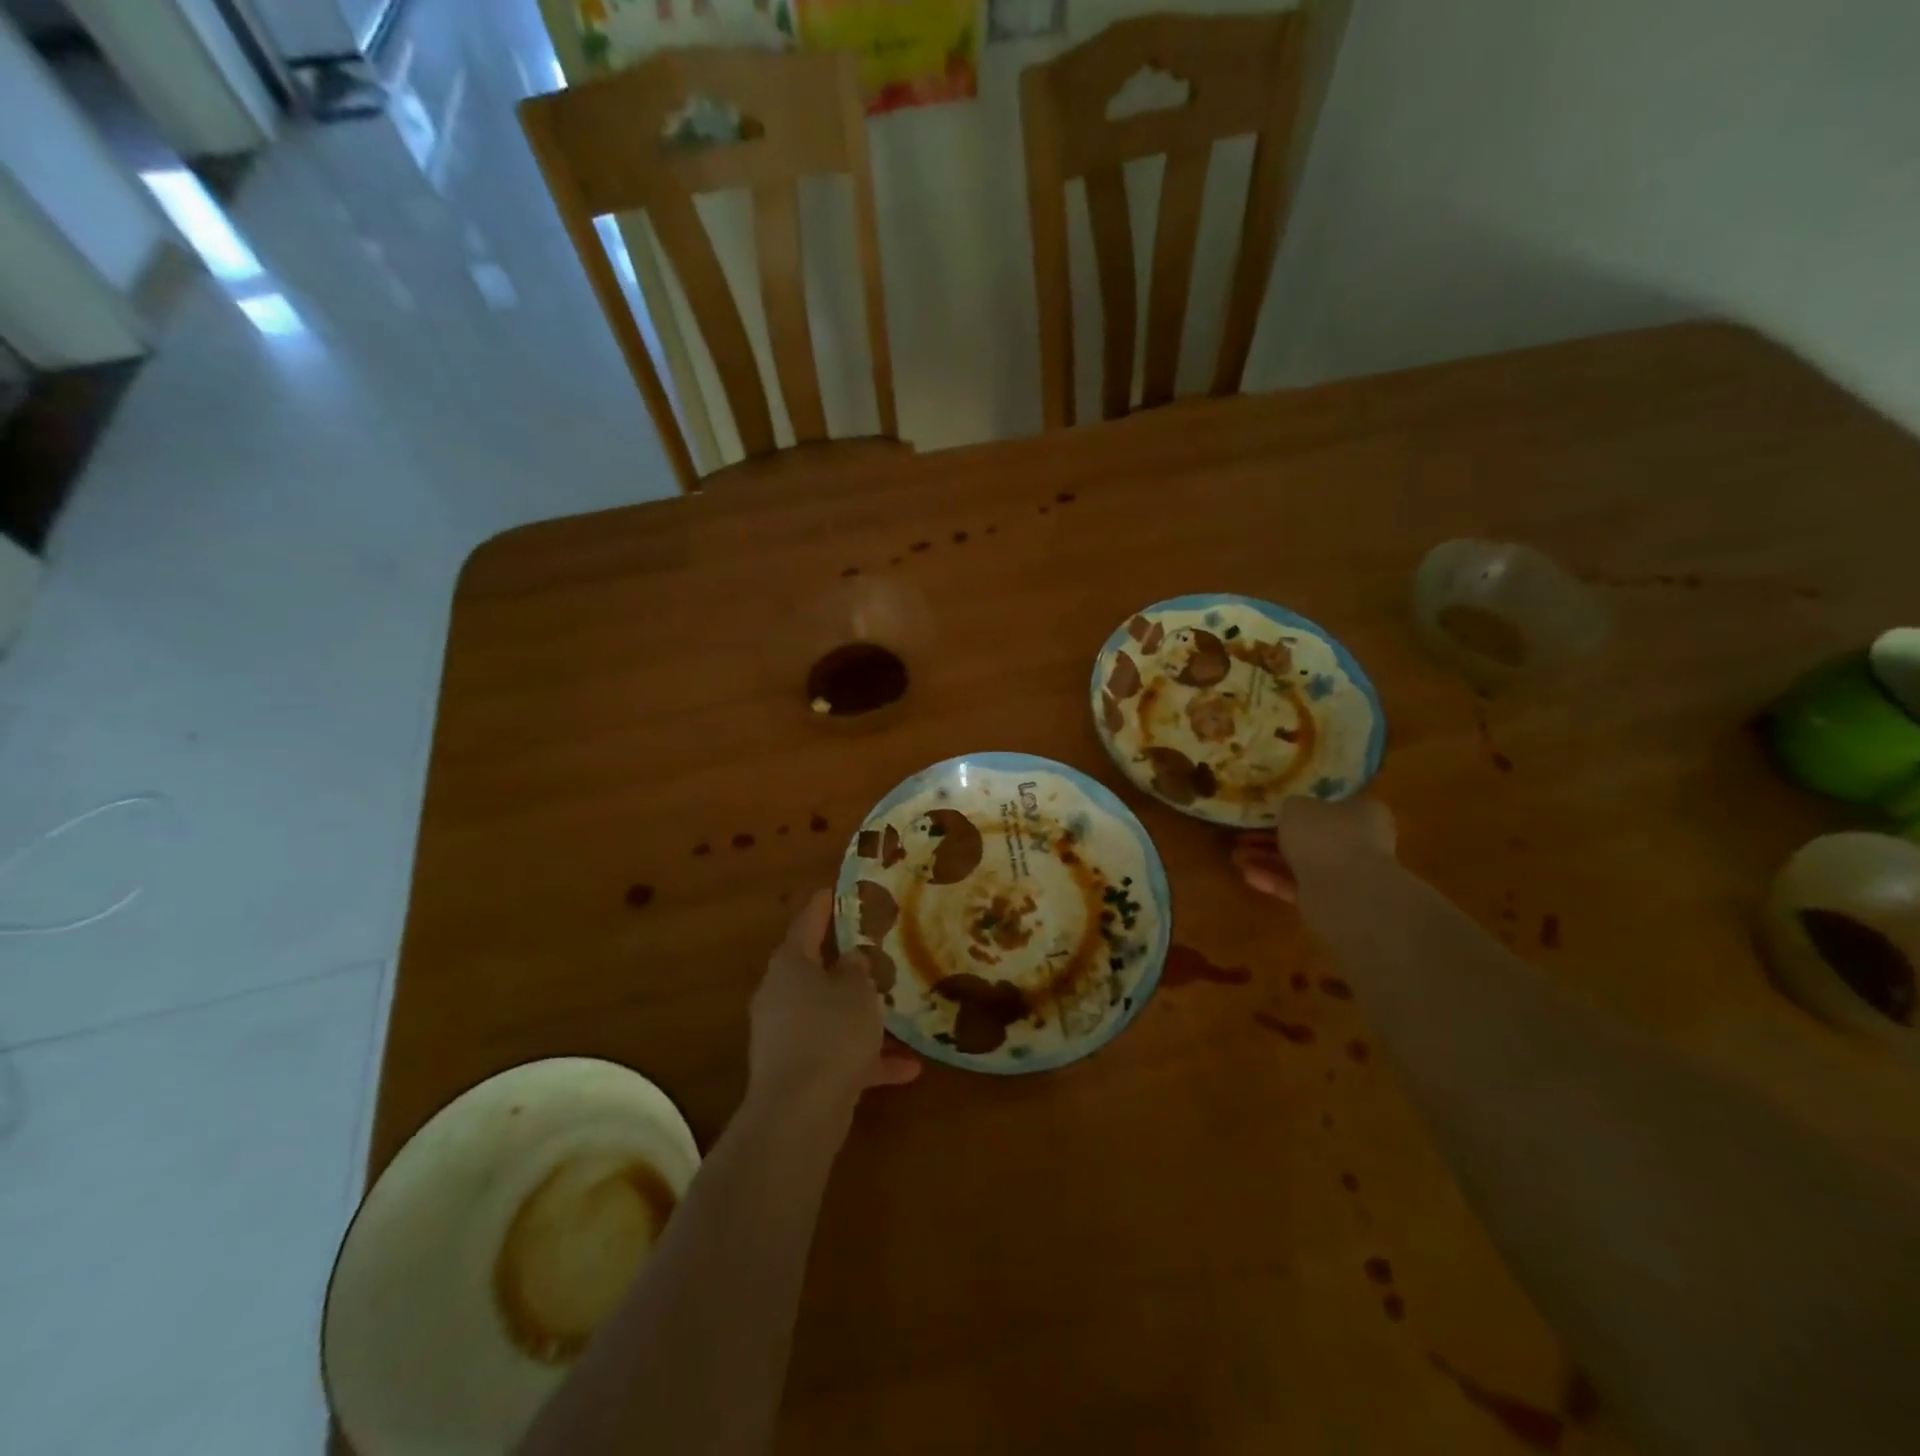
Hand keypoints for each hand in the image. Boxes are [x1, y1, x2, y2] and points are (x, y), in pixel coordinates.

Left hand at [747, 890, 920, 1111]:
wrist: (799, 1113)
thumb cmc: (830, 1033)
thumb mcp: (857, 991)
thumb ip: (858, 968)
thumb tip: (851, 958)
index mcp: (791, 965)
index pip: (806, 923)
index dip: (823, 905)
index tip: (835, 890)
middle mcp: (781, 995)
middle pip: (814, 971)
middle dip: (845, 964)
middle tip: (874, 949)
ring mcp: (785, 1036)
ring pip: (828, 1015)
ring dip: (861, 1016)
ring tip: (898, 1012)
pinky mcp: (795, 1073)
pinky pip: (835, 1054)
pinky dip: (865, 1059)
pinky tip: (908, 1069)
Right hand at [1232, 796, 1396, 900]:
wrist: (1344, 891)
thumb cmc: (1324, 835)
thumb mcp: (1296, 806)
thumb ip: (1290, 806)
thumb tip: (1289, 811)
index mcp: (1361, 812)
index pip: (1329, 805)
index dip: (1298, 806)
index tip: (1270, 809)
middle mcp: (1359, 842)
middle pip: (1310, 836)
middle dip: (1273, 836)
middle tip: (1244, 835)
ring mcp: (1346, 874)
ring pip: (1300, 862)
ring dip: (1267, 858)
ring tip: (1235, 855)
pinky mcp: (1331, 900)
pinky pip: (1297, 885)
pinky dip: (1273, 879)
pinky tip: (1246, 874)